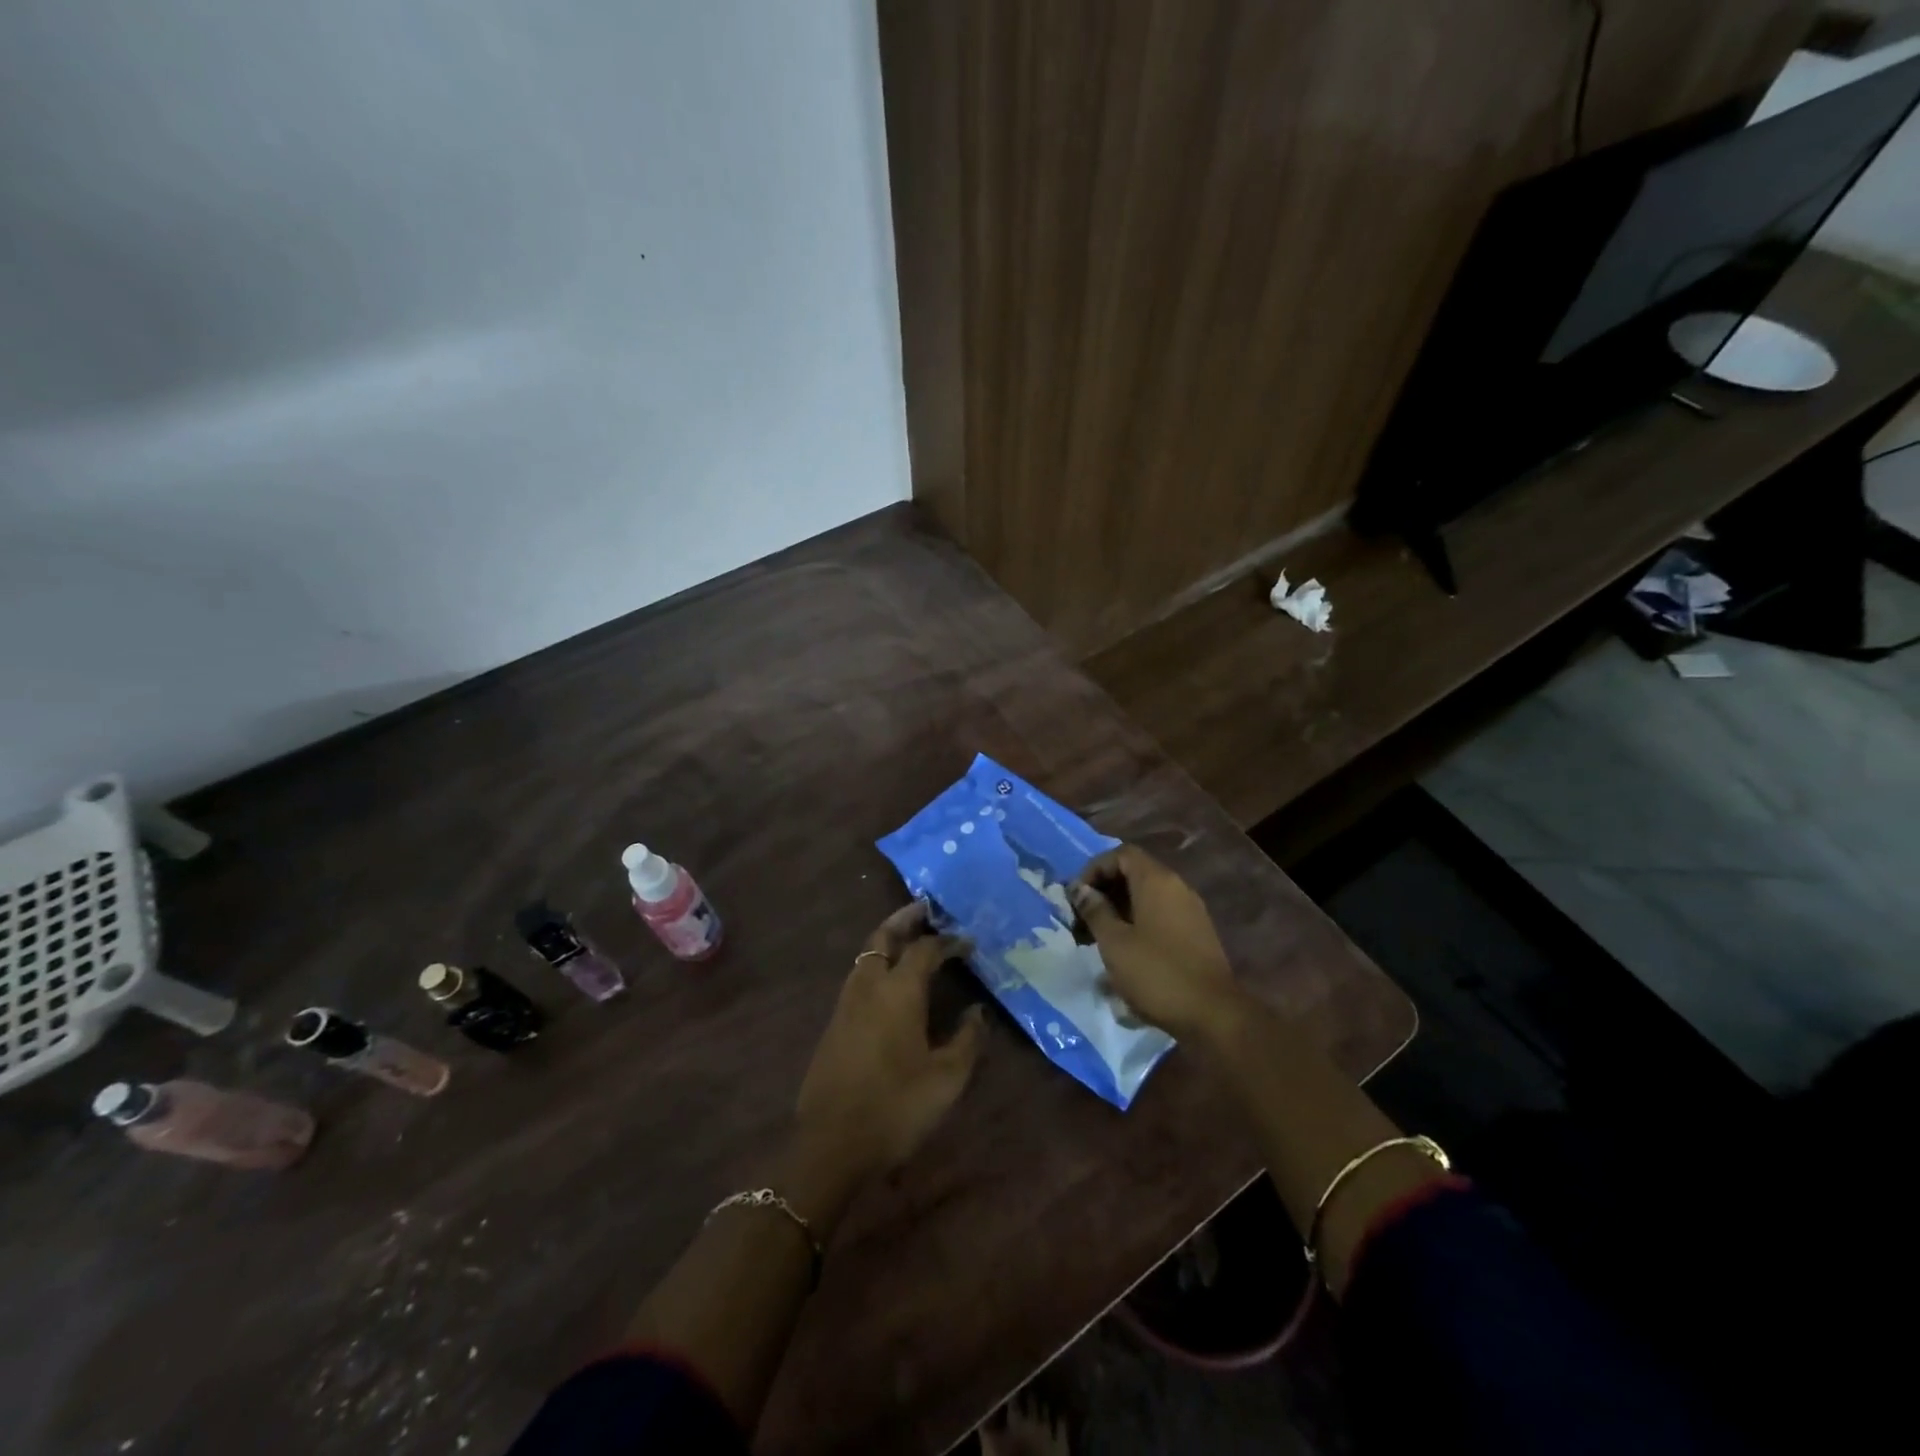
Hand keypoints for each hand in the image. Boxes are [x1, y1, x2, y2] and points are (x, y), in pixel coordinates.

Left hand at [793, 902, 986, 1198]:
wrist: (831, 1145)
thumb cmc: (896, 1107)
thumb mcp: (946, 1078)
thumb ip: (967, 1039)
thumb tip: (978, 1011)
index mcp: (898, 991)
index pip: (925, 949)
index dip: (948, 941)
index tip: (968, 941)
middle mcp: (868, 987)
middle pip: (882, 937)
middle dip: (904, 919)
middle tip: (926, 909)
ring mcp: (846, 1004)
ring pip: (865, 955)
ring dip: (887, 940)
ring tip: (910, 940)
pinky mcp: (834, 1024)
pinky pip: (857, 977)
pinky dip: (876, 964)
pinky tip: (890, 983)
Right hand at [1069, 845, 1236, 1040]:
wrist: (1213, 1014)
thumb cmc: (1157, 973)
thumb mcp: (1114, 942)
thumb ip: (1095, 910)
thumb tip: (1079, 890)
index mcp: (1156, 881)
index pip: (1121, 854)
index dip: (1095, 869)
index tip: (1077, 897)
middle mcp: (1177, 887)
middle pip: (1133, 874)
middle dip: (1103, 893)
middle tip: (1081, 921)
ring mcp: (1190, 911)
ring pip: (1146, 897)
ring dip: (1118, 911)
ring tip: (1096, 940)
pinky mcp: (1196, 934)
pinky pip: (1159, 915)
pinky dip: (1137, 924)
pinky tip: (1123, 953)